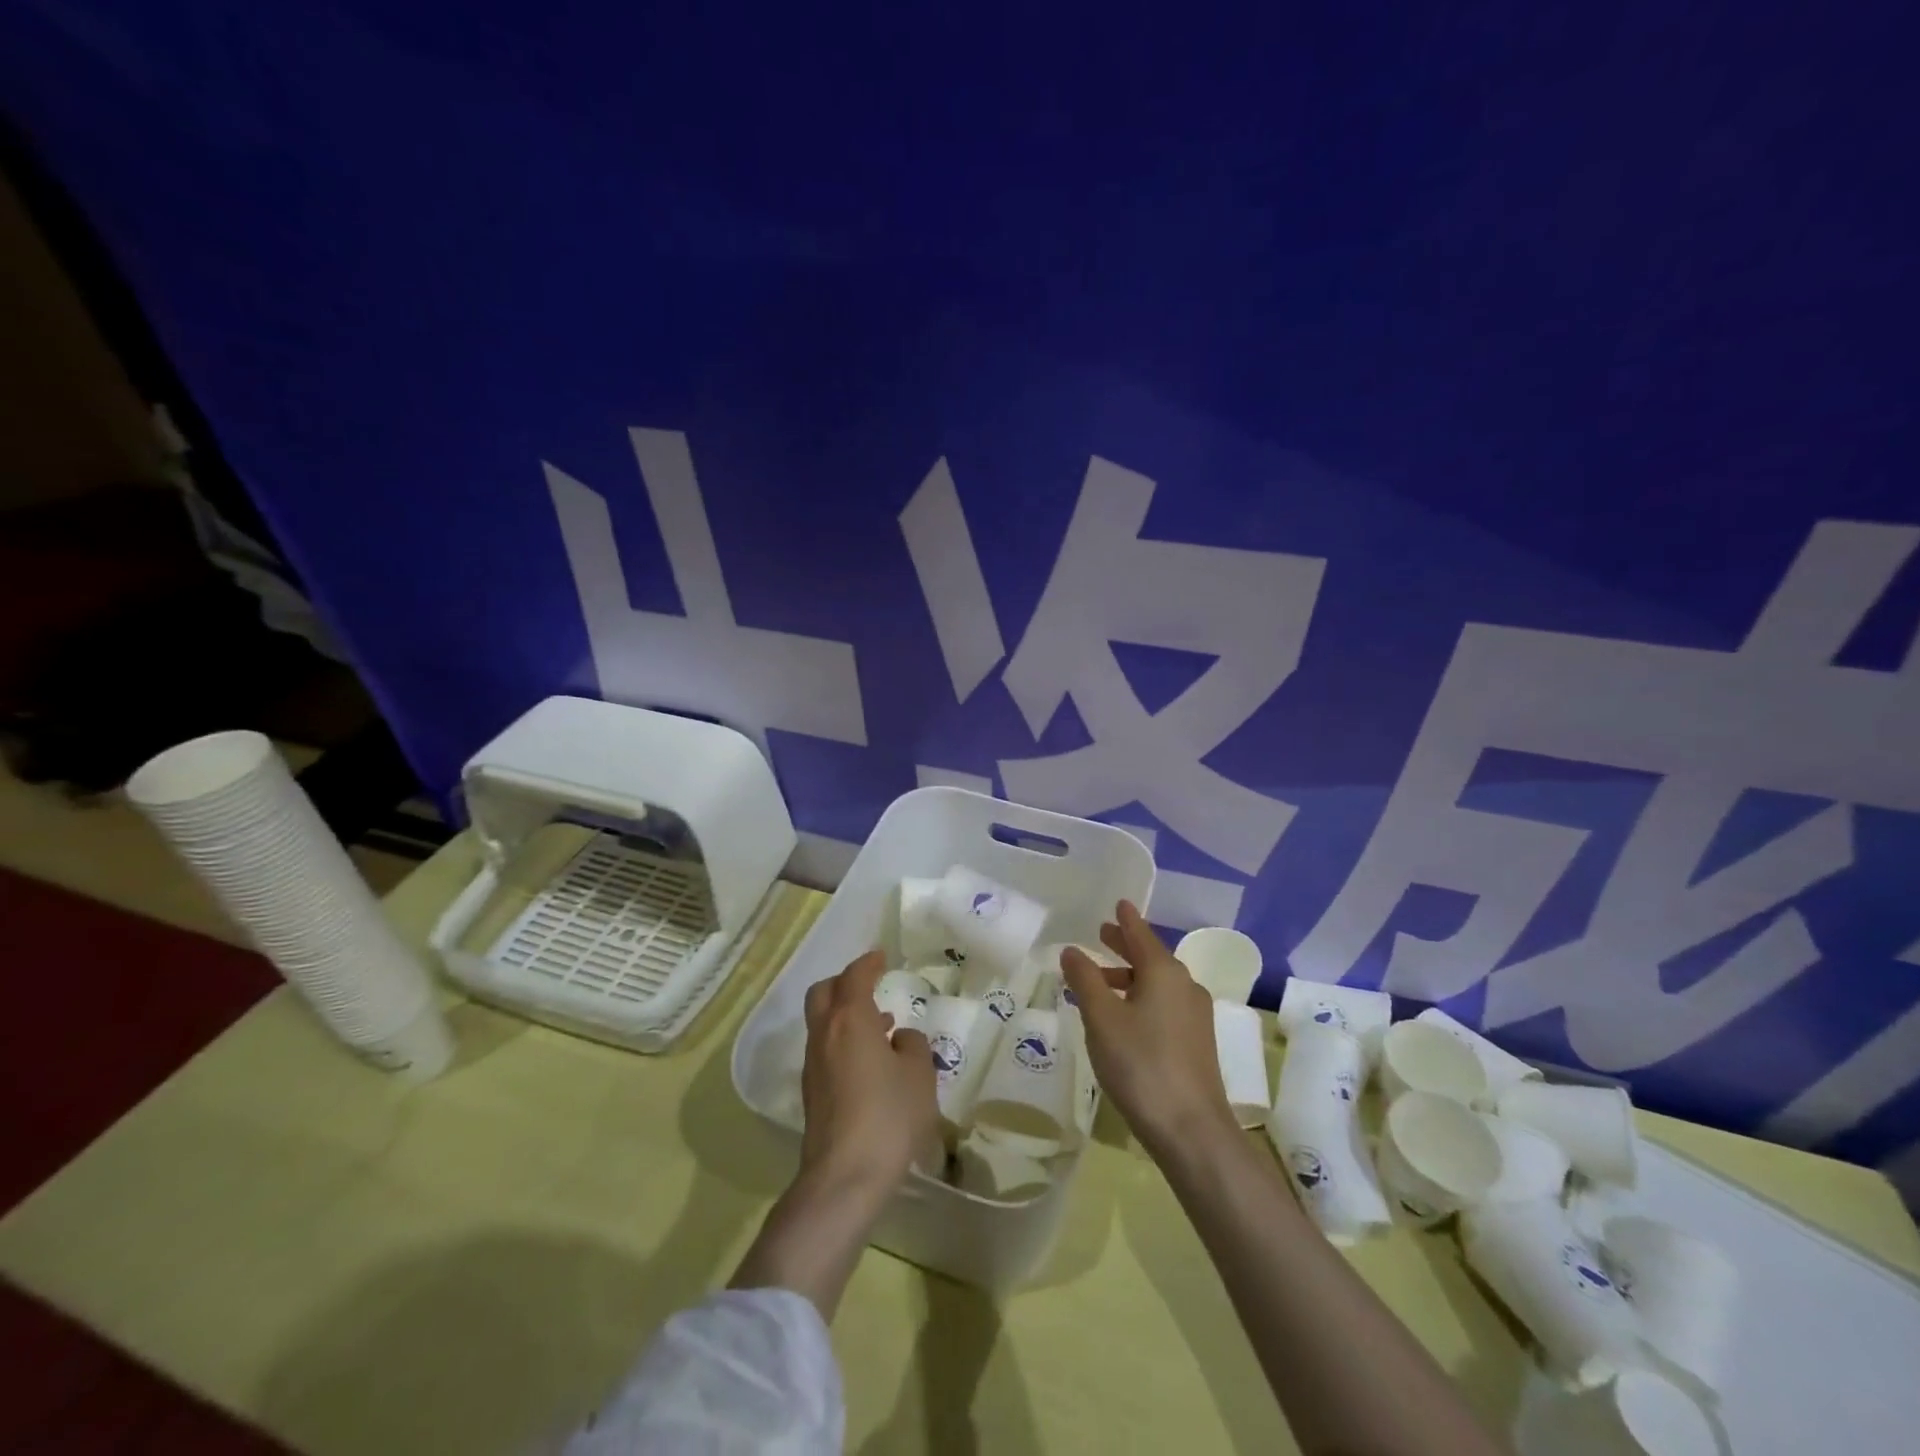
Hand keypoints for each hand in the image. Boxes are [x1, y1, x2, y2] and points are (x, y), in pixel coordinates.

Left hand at [799, 950, 939, 1196]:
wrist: (844, 1178)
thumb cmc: (888, 1116)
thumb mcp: (919, 1076)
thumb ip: (914, 1046)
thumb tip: (900, 1038)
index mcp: (850, 1020)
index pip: (855, 977)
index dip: (868, 963)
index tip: (881, 957)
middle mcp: (824, 1035)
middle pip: (823, 993)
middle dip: (845, 983)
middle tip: (870, 985)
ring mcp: (813, 1065)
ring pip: (822, 1023)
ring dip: (845, 1014)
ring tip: (881, 1026)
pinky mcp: (812, 1093)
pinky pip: (825, 1049)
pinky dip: (843, 1041)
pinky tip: (870, 1062)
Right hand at [1061, 901, 1237, 1160]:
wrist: (1191, 1130)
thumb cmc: (1140, 1063)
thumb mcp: (1102, 1018)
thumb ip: (1085, 980)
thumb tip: (1072, 950)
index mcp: (1165, 972)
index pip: (1141, 934)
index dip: (1126, 920)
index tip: (1119, 902)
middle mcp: (1185, 986)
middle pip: (1151, 957)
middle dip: (1125, 946)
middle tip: (1102, 934)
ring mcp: (1195, 1016)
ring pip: (1158, 984)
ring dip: (1130, 976)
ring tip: (1101, 981)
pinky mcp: (1196, 1043)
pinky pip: (1164, 1005)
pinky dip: (1140, 998)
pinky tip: (1122, 1017)